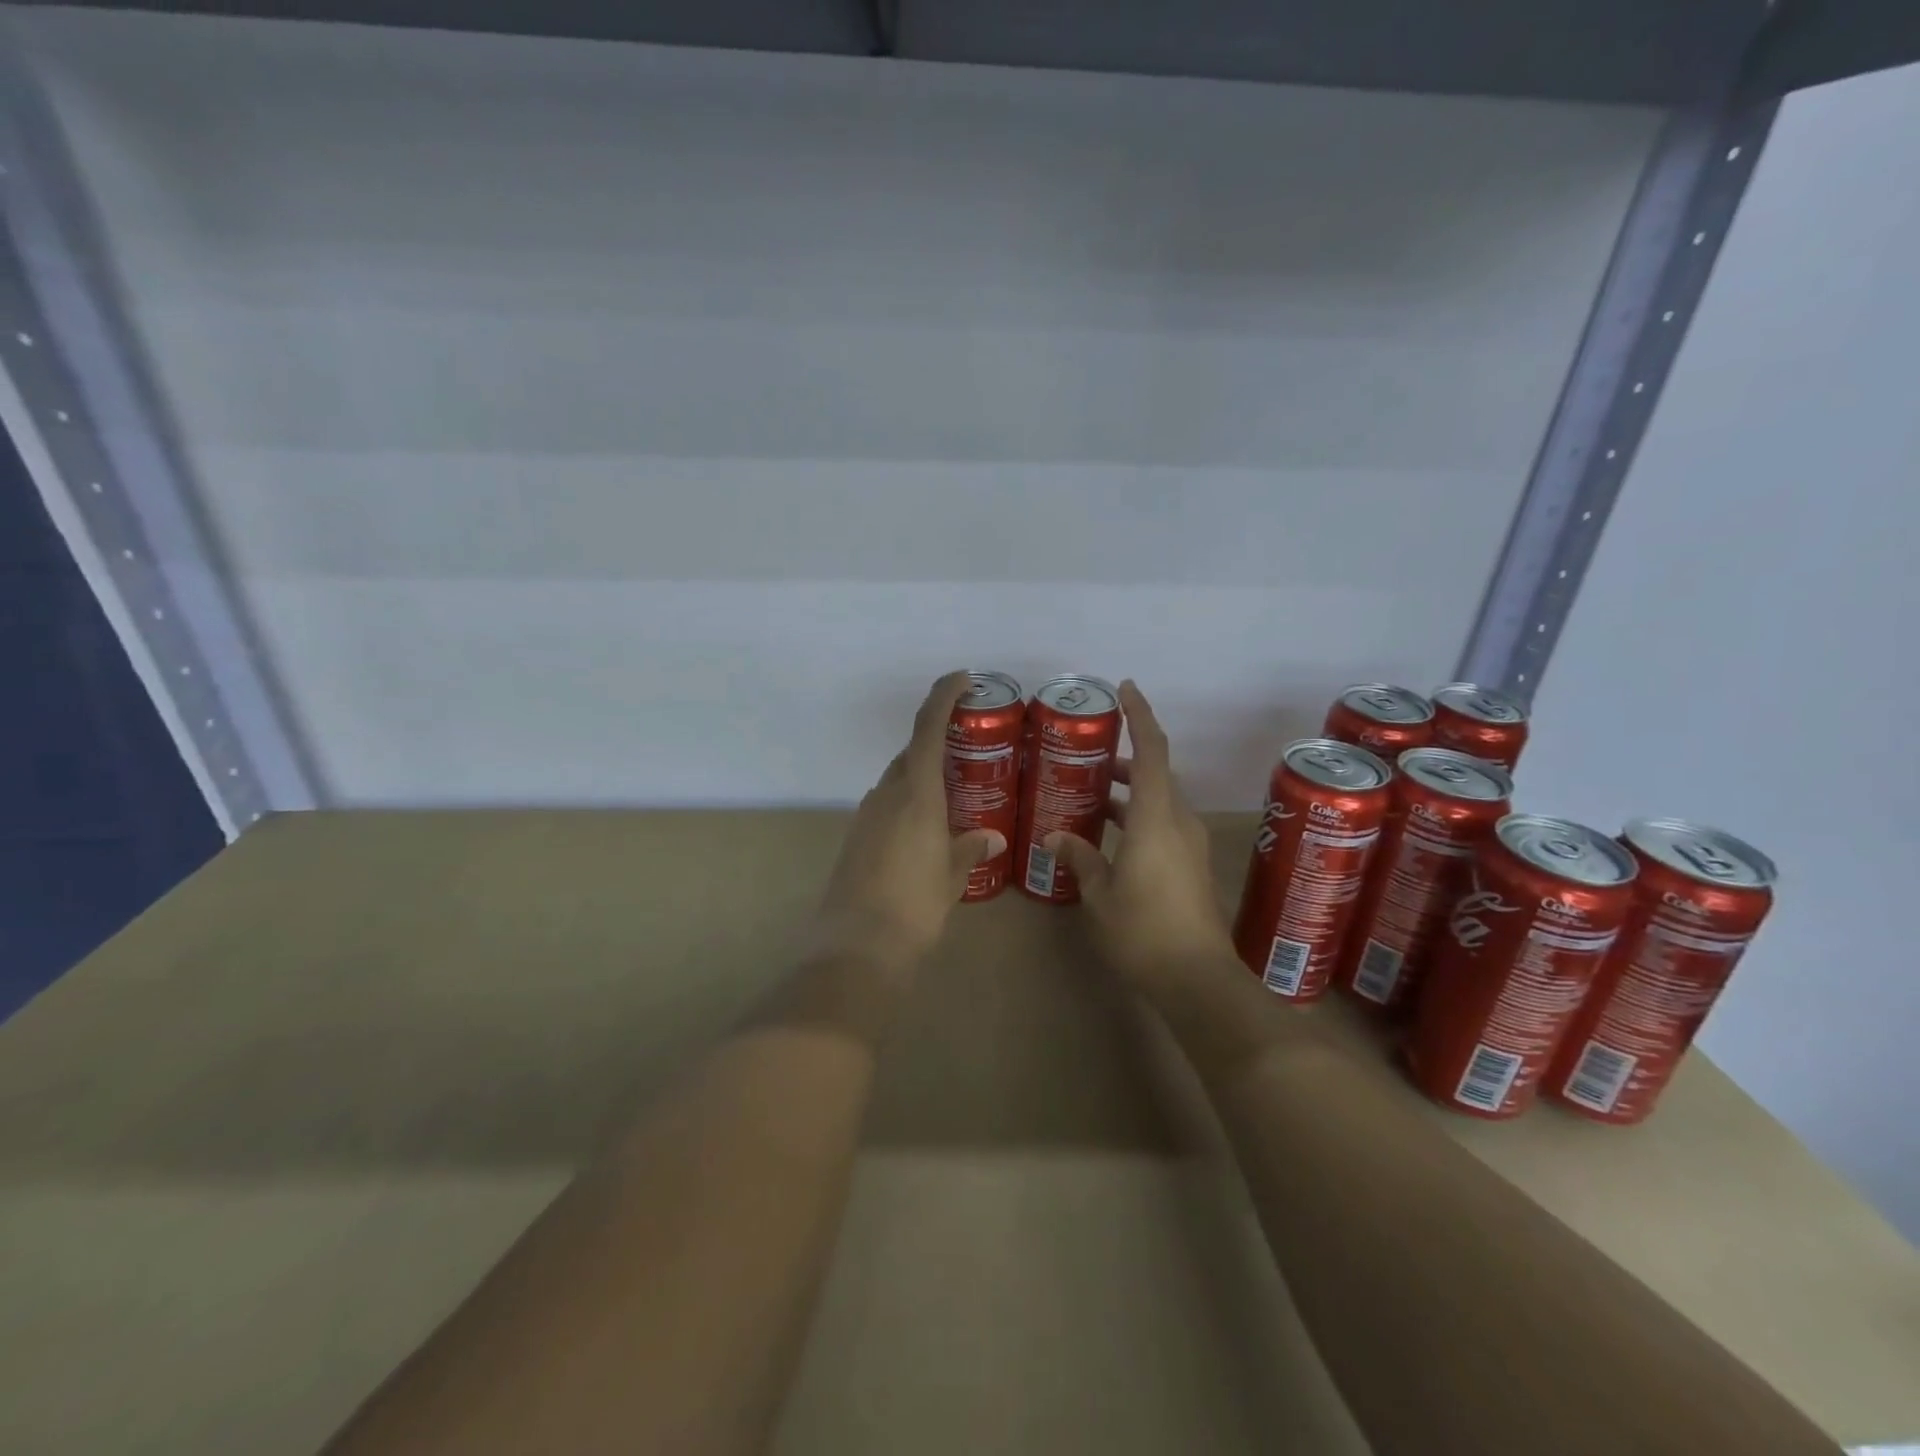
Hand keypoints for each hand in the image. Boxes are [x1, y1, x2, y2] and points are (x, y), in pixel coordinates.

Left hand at [813, 671, 1003, 971]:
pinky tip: (925, 827)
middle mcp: (887, 793)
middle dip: (938, 742)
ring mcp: (867, 814)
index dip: (943, 696)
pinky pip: (887, 803)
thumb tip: (993, 837)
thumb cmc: (914, 905)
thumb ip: (971, 848)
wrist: (856, 945)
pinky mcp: (856, 836)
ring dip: (922, 774)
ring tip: (954, 792)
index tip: (962, 678)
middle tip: (969, 750)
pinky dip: (908, 800)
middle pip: (913, 752)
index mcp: (916, 793)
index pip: (928, 728)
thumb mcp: (952, 876)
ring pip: (898, 778)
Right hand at [1046, 681, 1235, 991]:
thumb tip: (1056, 837)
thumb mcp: (1099, 894)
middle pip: (1155, 773)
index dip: (1140, 715)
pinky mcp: (1191, 865)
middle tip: (1088, 755)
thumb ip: (1080, 858)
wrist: (1197, 979)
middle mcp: (1178, 821)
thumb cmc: (1143, 931)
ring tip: (1091, 795)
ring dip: (1129, 791)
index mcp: (1155, 818)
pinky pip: (1163, 823)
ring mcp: (1189, 843)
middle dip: (1124, 758)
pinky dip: (1137, 816)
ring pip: (1159, 800)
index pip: (1151, 751)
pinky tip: (1109, 837)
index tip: (1125, 689)